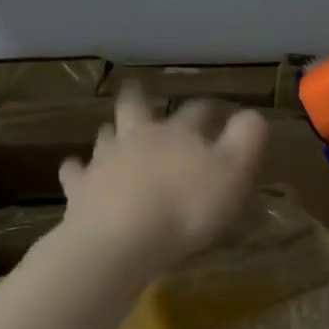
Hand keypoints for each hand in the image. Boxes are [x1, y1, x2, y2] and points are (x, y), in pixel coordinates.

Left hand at [58, 84, 268, 271]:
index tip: (216, 111)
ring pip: (106, 135)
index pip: (197, 111)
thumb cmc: (186, 206)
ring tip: (114, 133)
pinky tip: (76, 170)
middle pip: (136, 107)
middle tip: (137, 89)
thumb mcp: (234, 172)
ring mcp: (104, 160)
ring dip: (111, 132)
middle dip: (140, 98)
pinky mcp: (80, 188)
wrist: (122, 239)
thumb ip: (247, 138)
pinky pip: (75, 172)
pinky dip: (77, 169)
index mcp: (178, 133)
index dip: (208, 110)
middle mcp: (138, 137)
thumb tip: (253, 113)